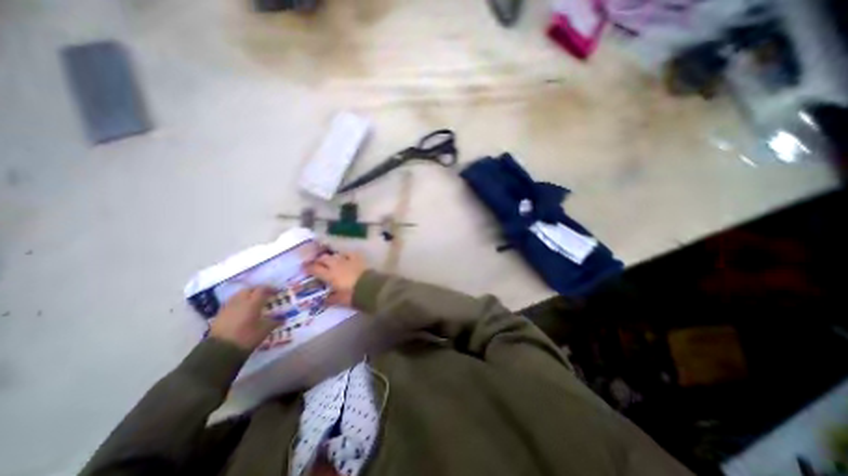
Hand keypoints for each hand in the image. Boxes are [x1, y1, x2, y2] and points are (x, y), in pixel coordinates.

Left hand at [210, 286, 279, 348]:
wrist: (220, 351)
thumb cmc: (247, 337)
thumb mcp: (265, 330)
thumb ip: (274, 322)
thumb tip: (282, 319)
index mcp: (253, 303)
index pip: (262, 289)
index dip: (270, 289)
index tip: (276, 292)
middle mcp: (240, 301)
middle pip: (249, 289)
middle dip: (257, 290)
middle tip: (264, 295)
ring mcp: (228, 307)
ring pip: (238, 295)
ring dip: (246, 295)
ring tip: (252, 302)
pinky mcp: (220, 314)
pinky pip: (231, 303)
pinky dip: (238, 303)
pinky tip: (241, 310)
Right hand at [308, 251, 367, 305]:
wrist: (369, 287)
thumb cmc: (352, 295)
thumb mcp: (340, 300)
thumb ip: (331, 299)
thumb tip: (324, 300)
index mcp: (329, 275)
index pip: (315, 269)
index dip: (309, 268)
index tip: (304, 268)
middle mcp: (336, 265)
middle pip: (324, 258)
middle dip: (319, 260)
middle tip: (316, 263)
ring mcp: (347, 260)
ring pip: (335, 255)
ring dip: (331, 257)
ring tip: (330, 260)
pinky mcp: (357, 259)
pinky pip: (349, 254)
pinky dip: (345, 255)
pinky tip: (345, 257)